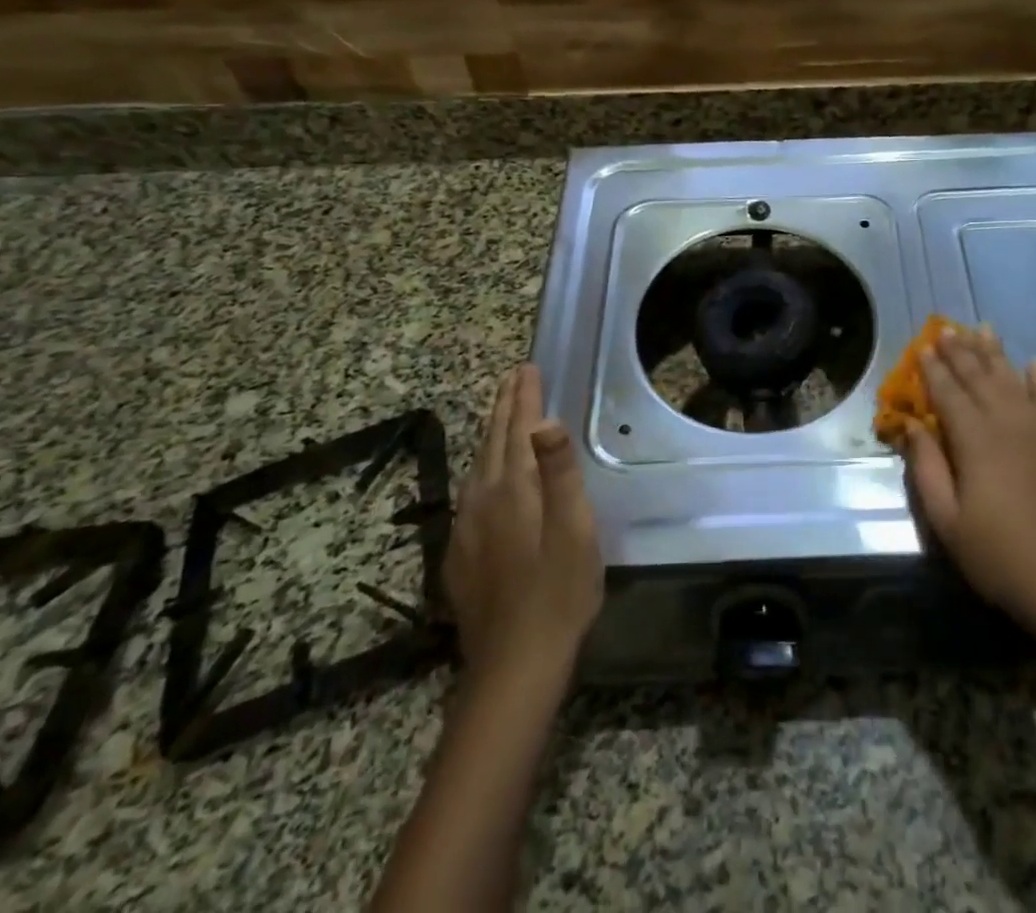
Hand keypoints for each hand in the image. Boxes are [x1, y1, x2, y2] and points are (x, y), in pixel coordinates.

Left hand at [447, 363, 602, 682]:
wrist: (513, 667)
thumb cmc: (558, 593)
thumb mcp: (574, 530)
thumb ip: (560, 473)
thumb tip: (546, 421)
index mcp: (513, 489)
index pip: (518, 430)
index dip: (524, 398)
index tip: (527, 367)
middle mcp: (482, 500)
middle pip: (493, 442)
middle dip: (505, 407)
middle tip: (513, 376)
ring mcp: (466, 530)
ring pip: (478, 466)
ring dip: (492, 434)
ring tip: (502, 413)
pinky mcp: (461, 556)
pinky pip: (470, 494)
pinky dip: (482, 468)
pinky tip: (486, 477)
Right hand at [896, 327, 1035, 655]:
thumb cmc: (1002, 557)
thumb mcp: (948, 521)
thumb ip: (928, 468)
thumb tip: (912, 426)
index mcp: (975, 441)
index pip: (948, 394)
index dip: (932, 369)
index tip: (920, 347)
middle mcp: (1007, 424)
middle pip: (979, 378)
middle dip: (960, 351)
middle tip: (944, 329)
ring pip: (1012, 380)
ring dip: (994, 354)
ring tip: (981, 329)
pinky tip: (1033, 363)